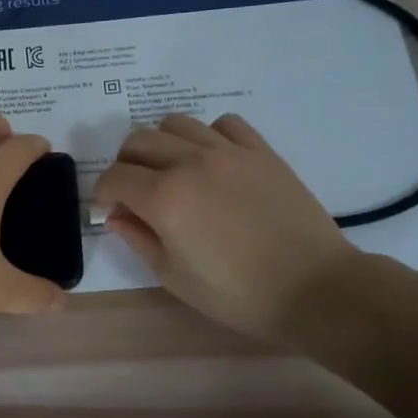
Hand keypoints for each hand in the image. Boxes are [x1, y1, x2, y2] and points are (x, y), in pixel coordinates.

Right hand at [94, 113, 362, 342]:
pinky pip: (224, 124)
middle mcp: (190, 163)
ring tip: (170, 170)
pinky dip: (207, 136)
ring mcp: (228, 152)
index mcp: (164, 198)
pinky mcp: (261, 151)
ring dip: (161, 143)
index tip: (108, 209)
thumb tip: (116, 215)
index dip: (103, 193)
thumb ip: (138, 239)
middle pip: (138, 141)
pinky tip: (211, 161)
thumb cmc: (236, 294)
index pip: (115, 177)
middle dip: (125, 164)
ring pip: (176, 123)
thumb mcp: (173, 276)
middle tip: (134, 190)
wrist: (314, 289)